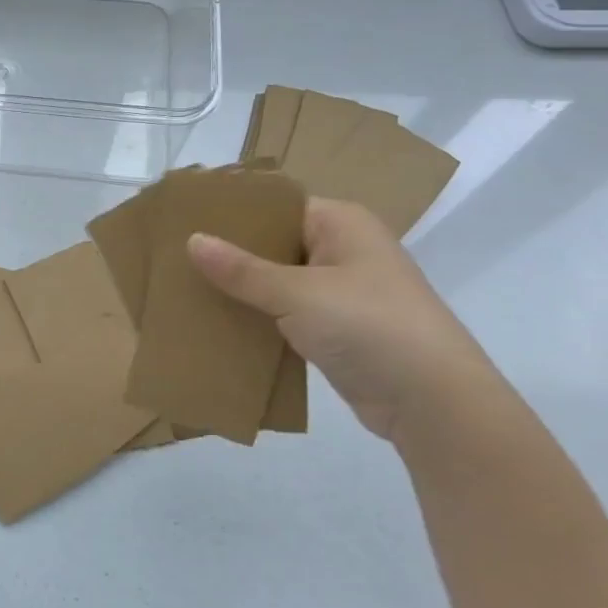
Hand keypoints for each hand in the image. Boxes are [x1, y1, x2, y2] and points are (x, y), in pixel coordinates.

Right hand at [187, 198, 500, 441]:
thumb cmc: (369, 326)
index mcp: (341, 223)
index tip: (185, 220)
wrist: (433, 402)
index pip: (277, 205)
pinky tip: (218, 322)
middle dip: (229, 253)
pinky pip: (285, 312)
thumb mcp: (298, 294)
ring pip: (277, 280)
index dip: (233, 212)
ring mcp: (341, 291)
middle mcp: (342, 249)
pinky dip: (257, 317)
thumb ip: (242, 269)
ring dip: (240, 288)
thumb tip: (192, 239)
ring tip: (186, 288)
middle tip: (175, 256)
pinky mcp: (336, 328)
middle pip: (274, 242)